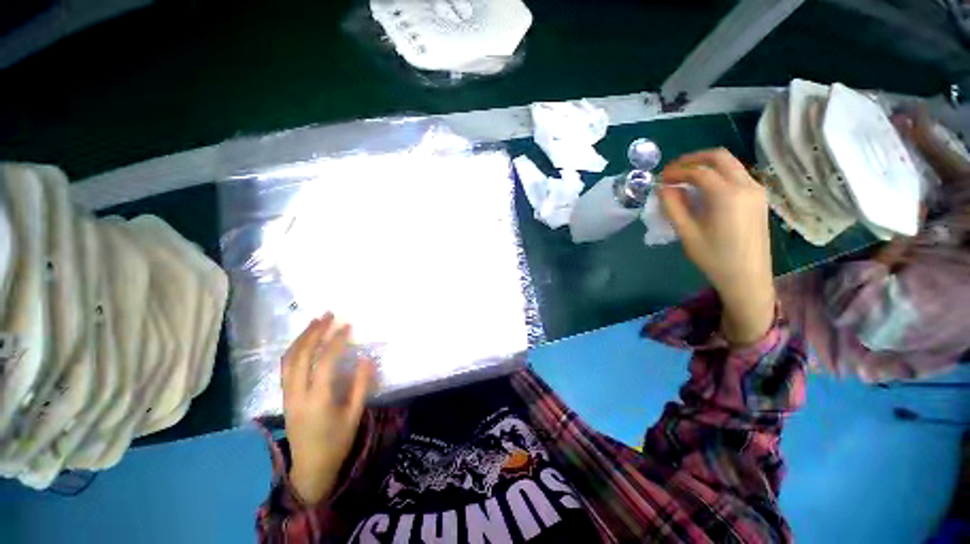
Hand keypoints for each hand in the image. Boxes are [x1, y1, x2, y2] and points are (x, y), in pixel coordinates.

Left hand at [282, 313, 374, 504]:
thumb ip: (361, 385)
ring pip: (288, 360)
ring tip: (315, 322)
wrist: (310, 468)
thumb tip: (366, 358)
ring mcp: (287, 395)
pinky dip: (295, 350)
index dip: (336, 341)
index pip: (324, 362)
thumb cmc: (337, 442)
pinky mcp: (285, 397)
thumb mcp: (355, 415)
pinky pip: (286, 368)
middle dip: (314, 332)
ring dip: (301, 338)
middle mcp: (298, 394)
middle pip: (300, 356)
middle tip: (328, 315)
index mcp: (318, 400)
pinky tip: (305, 341)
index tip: (347, 326)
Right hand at [659, 149, 775, 344]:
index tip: (660, 178)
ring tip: (686, 178)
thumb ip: (673, 206)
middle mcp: (746, 186)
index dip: (677, 171)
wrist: (748, 277)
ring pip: (731, 164)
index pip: (698, 171)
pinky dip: (718, 175)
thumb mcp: (687, 233)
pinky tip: (705, 189)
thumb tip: (663, 187)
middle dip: (693, 159)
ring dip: (707, 166)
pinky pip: (737, 175)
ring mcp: (756, 191)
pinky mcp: (759, 199)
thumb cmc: (714, 258)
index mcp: (727, 195)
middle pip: (719, 157)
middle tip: (674, 170)